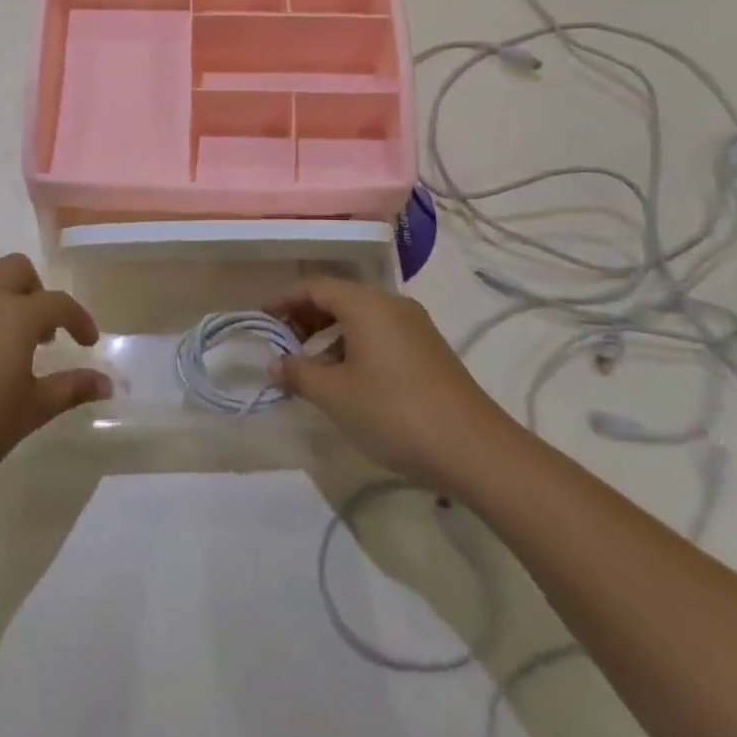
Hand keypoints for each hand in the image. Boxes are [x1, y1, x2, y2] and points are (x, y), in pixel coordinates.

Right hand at [268, 278, 507, 491]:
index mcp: (366, 304)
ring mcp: (415, 326)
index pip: (315, 287)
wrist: (475, 449)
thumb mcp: (336, 395)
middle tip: (282, 345)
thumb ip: (299, 374)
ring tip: (311, 368)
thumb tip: (274, 364)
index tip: (262, 319)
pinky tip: (348, 380)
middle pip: (338, 298)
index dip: (284, 300)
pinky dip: (354, 346)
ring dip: (330, 335)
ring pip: (360, 317)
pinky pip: (380, 334)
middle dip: (306, 317)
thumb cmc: (394, 413)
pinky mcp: (429, 350)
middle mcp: (391, 304)